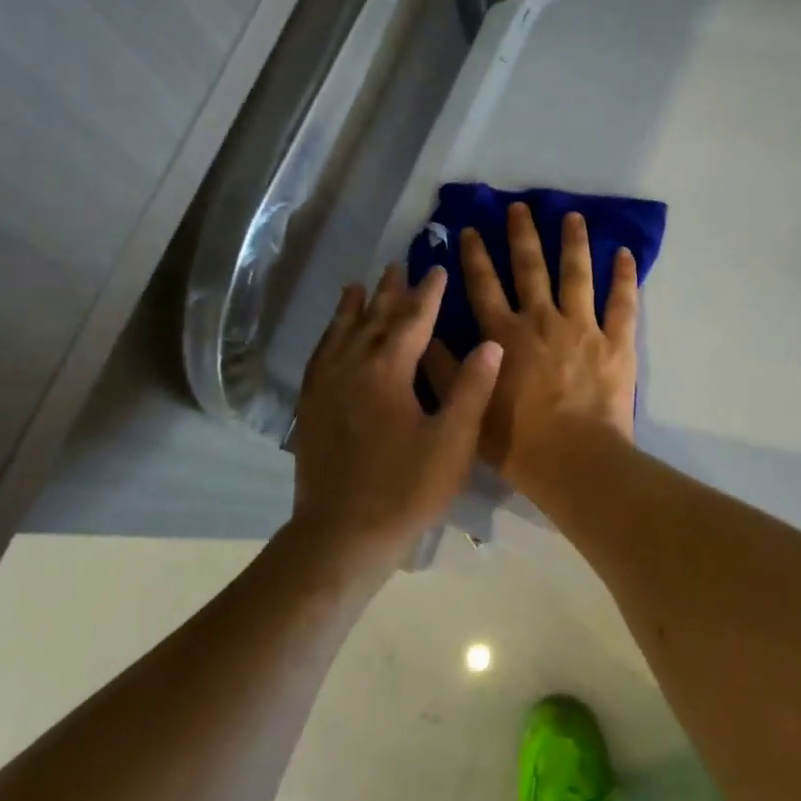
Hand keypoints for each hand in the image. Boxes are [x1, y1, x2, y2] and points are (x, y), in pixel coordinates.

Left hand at [291, 264, 502, 569]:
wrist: (341, 535)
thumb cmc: (405, 489)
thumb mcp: (452, 442)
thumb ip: (470, 389)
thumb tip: (490, 343)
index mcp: (388, 371)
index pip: (412, 320)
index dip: (427, 294)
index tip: (436, 270)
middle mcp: (352, 368)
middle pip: (372, 319)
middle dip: (388, 292)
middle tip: (397, 266)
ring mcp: (325, 387)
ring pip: (340, 334)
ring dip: (352, 308)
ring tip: (357, 286)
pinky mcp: (310, 408)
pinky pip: (320, 358)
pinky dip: (328, 338)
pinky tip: (331, 339)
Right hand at [422, 203, 638, 495]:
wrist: (574, 460)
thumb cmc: (517, 441)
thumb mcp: (468, 408)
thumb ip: (445, 370)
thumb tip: (427, 335)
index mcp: (503, 335)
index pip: (483, 285)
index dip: (474, 256)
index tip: (470, 230)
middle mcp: (540, 320)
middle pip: (530, 268)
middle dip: (522, 235)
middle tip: (520, 207)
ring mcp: (582, 327)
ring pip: (577, 274)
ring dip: (574, 242)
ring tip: (573, 216)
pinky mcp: (616, 342)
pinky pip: (622, 302)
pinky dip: (625, 277)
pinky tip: (625, 253)